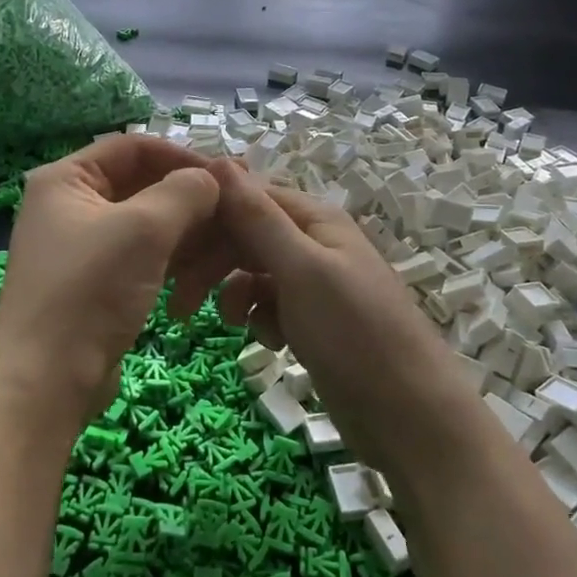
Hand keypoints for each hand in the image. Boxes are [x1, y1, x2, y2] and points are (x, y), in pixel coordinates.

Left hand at [0, 135, 219, 430]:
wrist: (47, 382)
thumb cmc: (91, 291)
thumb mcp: (145, 229)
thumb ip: (185, 191)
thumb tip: (211, 178)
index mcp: (65, 179)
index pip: (133, 146)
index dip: (182, 155)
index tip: (228, 174)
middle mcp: (66, 205)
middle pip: (139, 183)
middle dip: (187, 195)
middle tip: (234, 207)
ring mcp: (77, 246)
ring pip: (142, 222)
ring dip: (182, 229)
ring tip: (222, 242)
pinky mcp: (91, 282)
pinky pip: (136, 255)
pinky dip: (166, 257)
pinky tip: (196, 272)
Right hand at [203, 159, 477, 478]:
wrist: (410, 417)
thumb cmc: (355, 334)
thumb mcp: (301, 270)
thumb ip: (258, 218)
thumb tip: (218, 159)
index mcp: (315, 219)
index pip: (248, 195)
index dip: (208, 212)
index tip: (167, 239)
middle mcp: (313, 243)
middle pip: (247, 234)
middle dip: (212, 260)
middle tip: (179, 299)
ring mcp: (314, 284)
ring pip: (253, 271)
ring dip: (234, 292)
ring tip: (227, 322)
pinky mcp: (313, 321)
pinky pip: (270, 305)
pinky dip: (260, 318)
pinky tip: (268, 341)